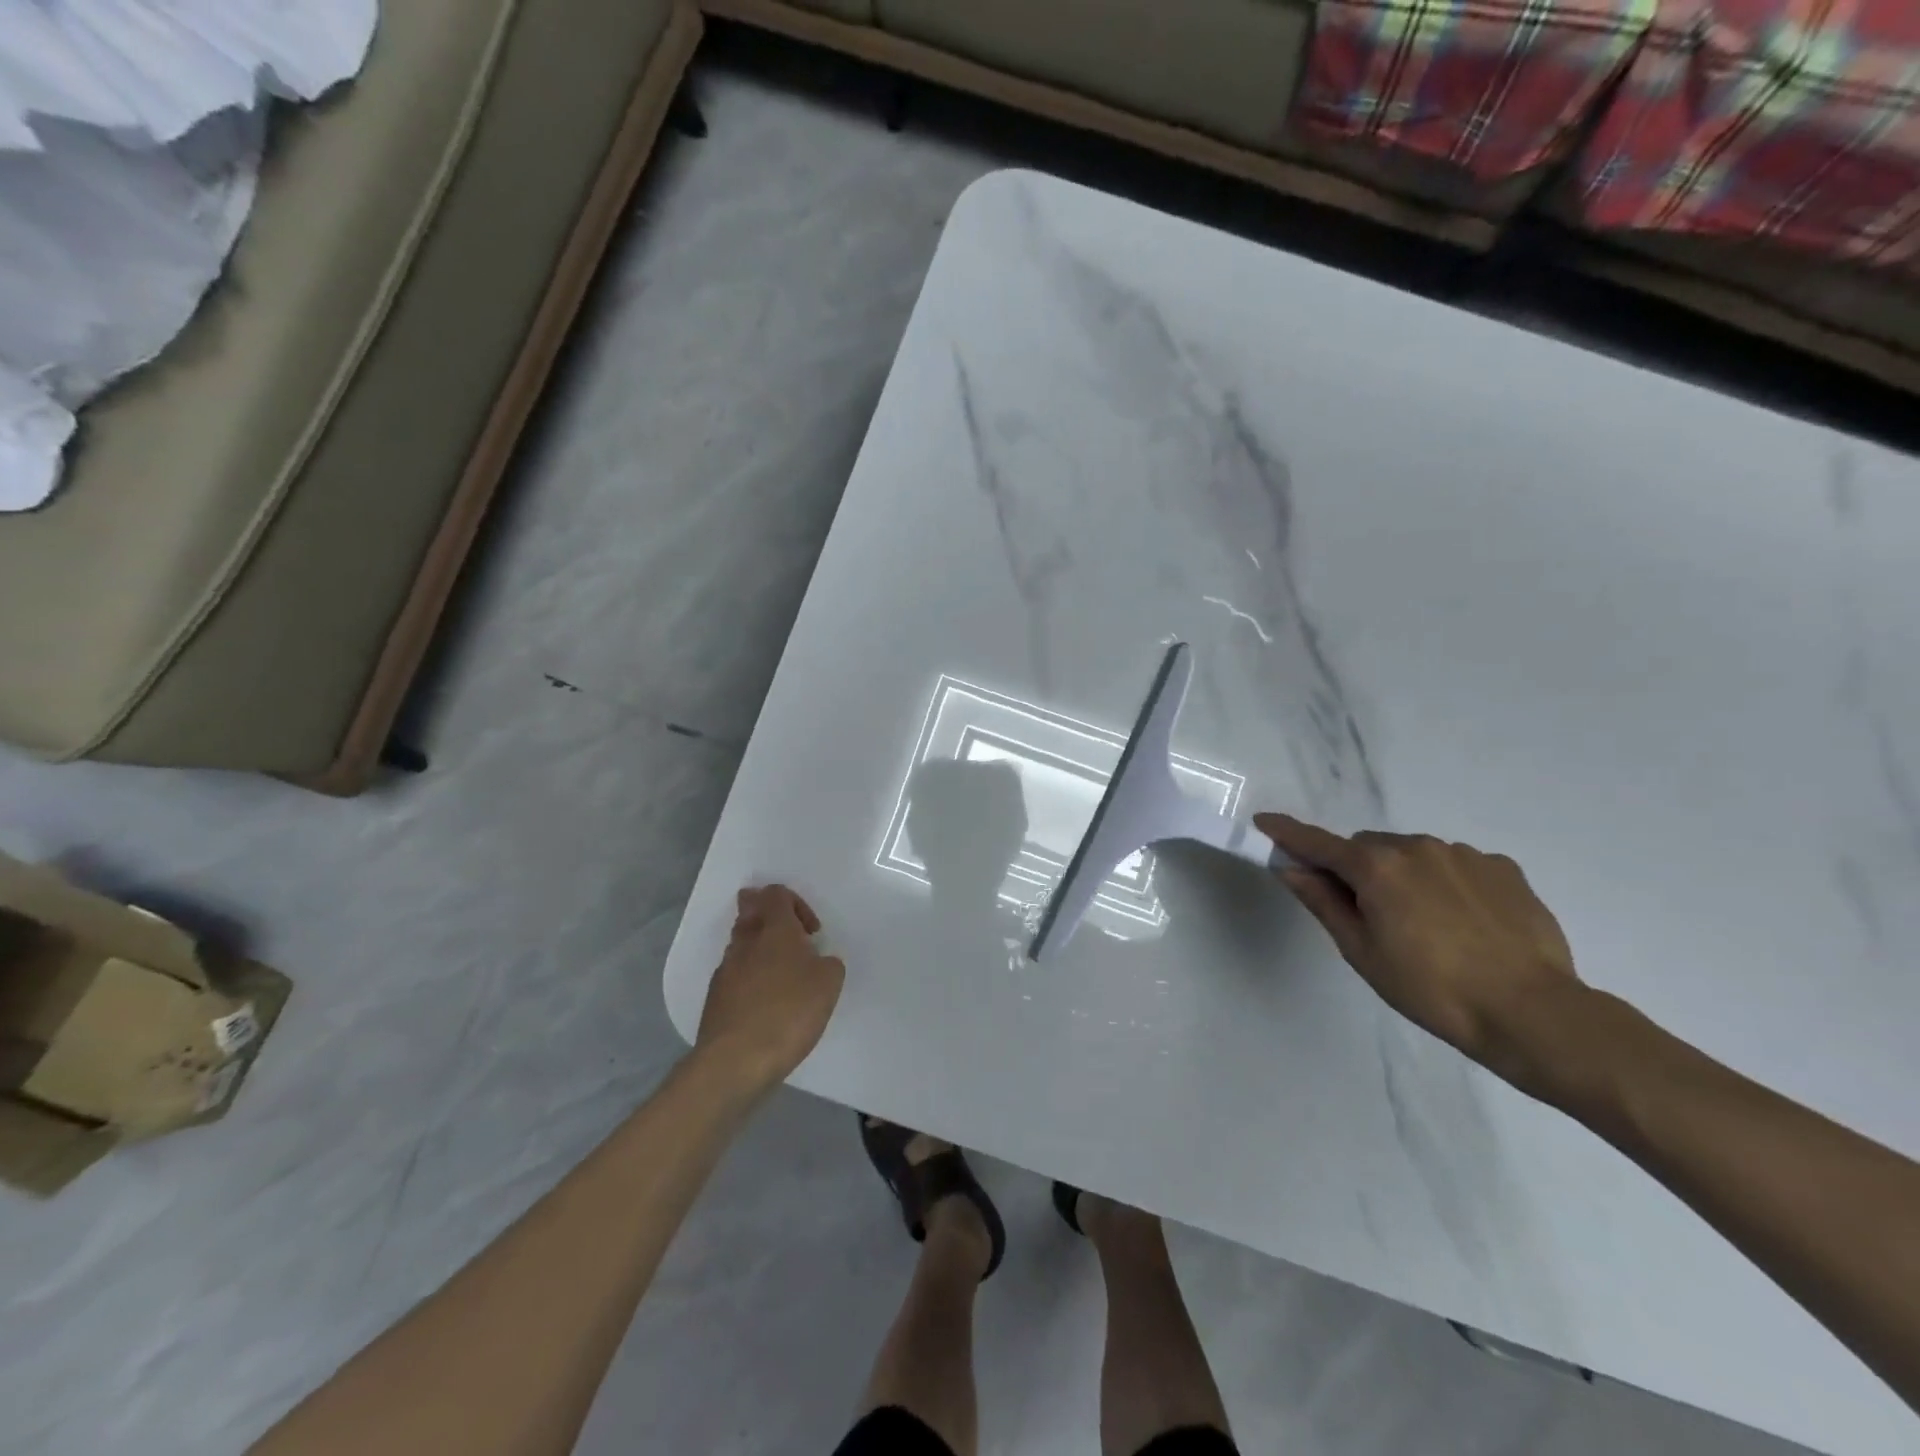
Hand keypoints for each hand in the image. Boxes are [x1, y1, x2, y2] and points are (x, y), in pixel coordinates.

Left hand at [696, 885, 845, 1093]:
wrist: (735, 1061)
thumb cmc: (788, 1012)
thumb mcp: (829, 983)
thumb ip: (827, 963)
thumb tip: (816, 962)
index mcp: (774, 929)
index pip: (776, 893)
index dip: (796, 904)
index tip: (811, 933)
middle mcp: (745, 942)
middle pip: (751, 910)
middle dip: (770, 919)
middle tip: (791, 942)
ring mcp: (725, 969)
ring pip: (741, 943)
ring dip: (760, 950)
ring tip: (783, 977)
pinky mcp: (715, 998)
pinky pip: (734, 974)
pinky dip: (750, 979)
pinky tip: (766, 1004)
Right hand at [1256, 814, 1584, 1086]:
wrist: (1532, 1013)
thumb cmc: (1431, 989)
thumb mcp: (1362, 951)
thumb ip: (1323, 902)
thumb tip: (1291, 869)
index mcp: (1375, 867)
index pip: (1317, 843)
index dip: (1287, 833)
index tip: (1264, 822)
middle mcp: (1416, 846)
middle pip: (1367, 847)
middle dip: (1357, 869)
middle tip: (1368, 915)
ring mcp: (1463, 854)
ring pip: (1412, 854)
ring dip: (1403, 876)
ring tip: (1427, 927)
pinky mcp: (1503, 868)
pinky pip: (1455, 865)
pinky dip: (1445, 883)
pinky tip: (1465, 924)